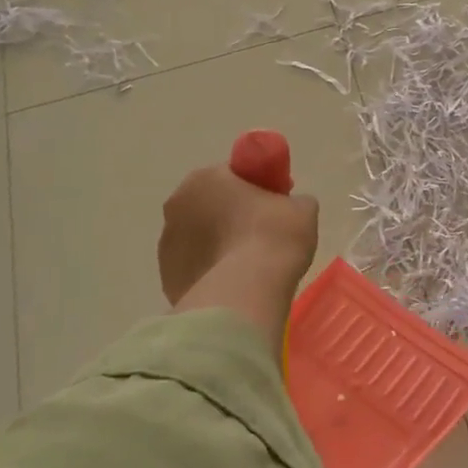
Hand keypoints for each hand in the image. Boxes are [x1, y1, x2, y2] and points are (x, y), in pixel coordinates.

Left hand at [158, 163, 318, 337]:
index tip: (277, 202)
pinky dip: (210, 272)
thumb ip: (292, 201)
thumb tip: (289, 208)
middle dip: (231, 214)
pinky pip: (194, 267)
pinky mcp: (167, 279)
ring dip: (218, 243)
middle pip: (210, 204)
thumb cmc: (273, 238)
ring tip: (247, 265)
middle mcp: (177, 206)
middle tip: (262, 233)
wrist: (246, 293)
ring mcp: (166, 245)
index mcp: (205, 179)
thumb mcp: (301, 209)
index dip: (257, 186)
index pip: (233, 174)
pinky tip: (233, 284)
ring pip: (198, 237)